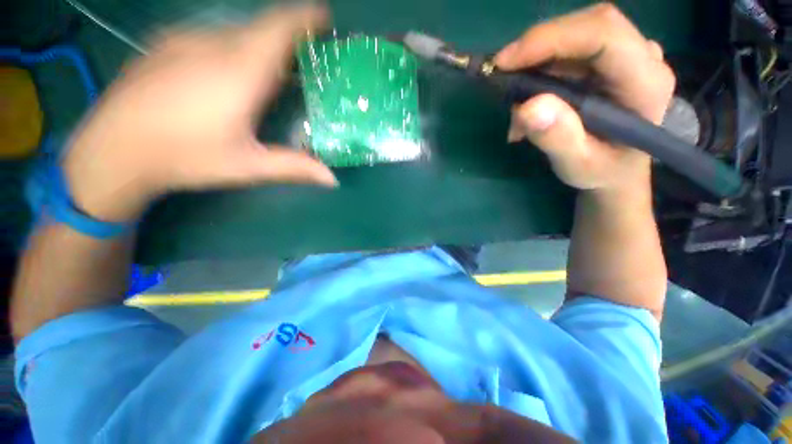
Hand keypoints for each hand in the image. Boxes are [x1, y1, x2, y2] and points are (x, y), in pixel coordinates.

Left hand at [63, 5, 336, 221]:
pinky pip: (212, 36)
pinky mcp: (165, 45)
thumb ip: (295, 167)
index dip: (305, 18)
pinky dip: (234, 48)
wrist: (112, 151)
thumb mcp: (249, 166)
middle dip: (289, 39)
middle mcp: (213, 44)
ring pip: (236, 32)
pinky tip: (231, 73)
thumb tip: (333, 179)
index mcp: (239, 70)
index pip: (280, 28)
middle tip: (306, 61)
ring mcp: (184, 40)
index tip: (324, 19)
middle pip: (262, 28)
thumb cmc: (185, 157)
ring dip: (261, 46)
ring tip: (274, 72)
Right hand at [495, 3, 674, 193]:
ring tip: (517, 104)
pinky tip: (529, 100)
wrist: (617, 168)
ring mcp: (627, 54)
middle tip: (502, 76)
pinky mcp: (609, 58)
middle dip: (538, 47)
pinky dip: (540, 68)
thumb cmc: (602, 171)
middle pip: (587, 26)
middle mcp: (642, 58)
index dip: (551, 39)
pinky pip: (570, 48)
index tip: (504, 63)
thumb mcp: (577, 166)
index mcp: (646, 83)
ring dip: (535, 63)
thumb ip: (558, 139)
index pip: (603, 35)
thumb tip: (527, 107)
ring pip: (574, 34)